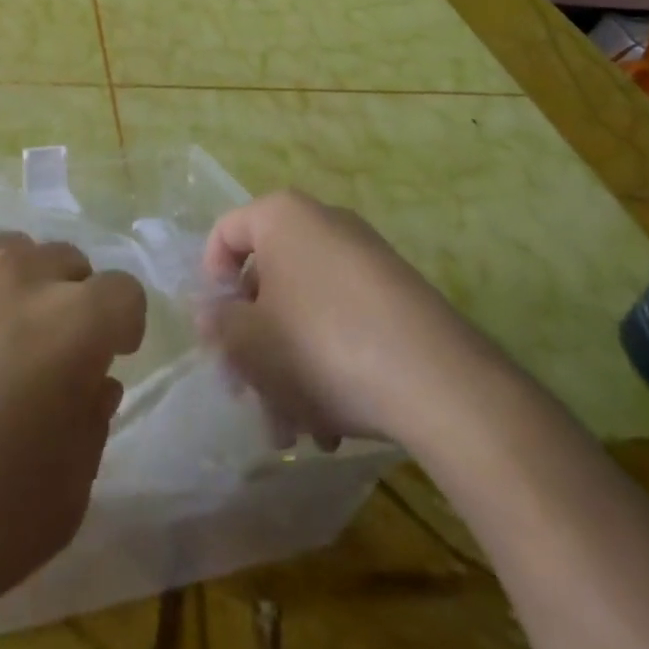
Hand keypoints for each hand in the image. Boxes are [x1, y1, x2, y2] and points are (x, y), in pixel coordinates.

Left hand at [0, 233, 146, 636]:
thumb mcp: (62, 500)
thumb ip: (91, 425)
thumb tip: (94, 382)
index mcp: (70, 323)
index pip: (124, 291)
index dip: (124, 325)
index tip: (111, 357)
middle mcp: (15, 277)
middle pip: (66, 261)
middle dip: (73, 299)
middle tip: (50, 353)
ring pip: (7, 253)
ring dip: (18, 287)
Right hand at [200, 190, 497, 451]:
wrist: (437, 380)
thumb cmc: (320, 345)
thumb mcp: (248, 342)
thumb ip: (217, 324)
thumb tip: (210, 314)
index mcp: (281, 217)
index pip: (225, 234)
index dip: (211, 283)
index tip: (217, 332)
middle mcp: (323, 224)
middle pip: (268, 280)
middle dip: (254, 345)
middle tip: (250, 397)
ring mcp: (366, 258)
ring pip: (305, 310)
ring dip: (289, 369)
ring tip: (295, 432)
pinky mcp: (398, 296)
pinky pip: (344, 320)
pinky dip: (328, 363)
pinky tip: (332, 425)